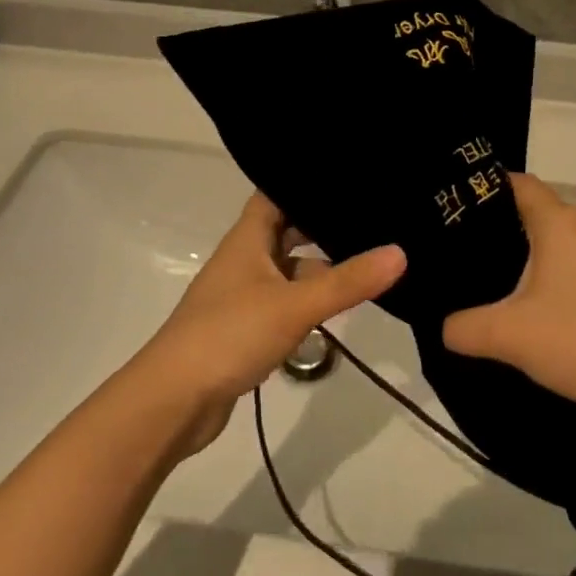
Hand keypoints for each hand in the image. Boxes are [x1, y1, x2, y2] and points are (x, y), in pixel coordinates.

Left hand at [136, 193, 405, 452]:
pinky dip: (312, 299)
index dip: (307, 180)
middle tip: (376, 216)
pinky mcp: (248, 326)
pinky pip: (288, 300)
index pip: (277, 192)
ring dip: (323, 266)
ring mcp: (245, 293)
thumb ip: (348, 281)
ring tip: (373, 257)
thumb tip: (401, 252)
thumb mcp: (295, 305)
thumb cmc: (230, 334)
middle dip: (325, 224)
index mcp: (248, 238)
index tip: (350, 173)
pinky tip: (343, 304)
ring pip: (291, 268)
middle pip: (289, 229)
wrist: (174, 401)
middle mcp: (246, 258)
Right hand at [442, 173, 575, 416]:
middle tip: (465, 252)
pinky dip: (556, 273)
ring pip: (561, 238)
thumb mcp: (511, 337)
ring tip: (497, 282)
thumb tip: (446, 328)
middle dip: (502, 226)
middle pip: (538, 210)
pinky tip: (541, 307)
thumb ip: (466, 329)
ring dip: (532, 253)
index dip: (485, 189)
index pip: (518, 183)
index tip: (455, 209)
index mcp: (561, 222)